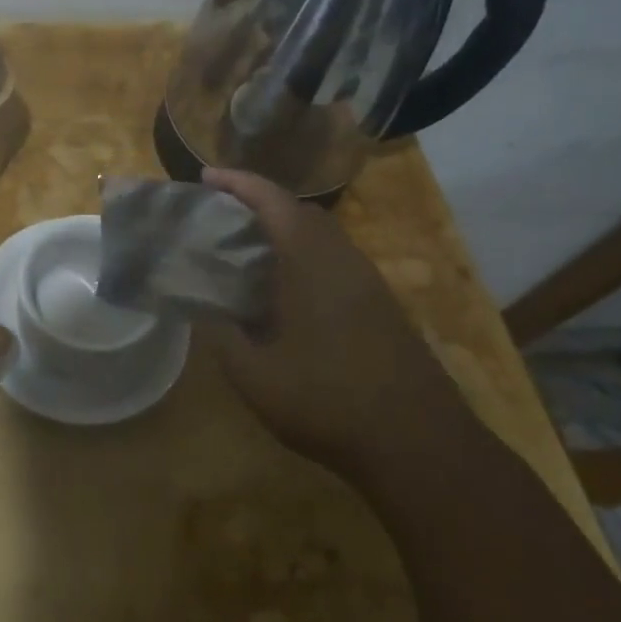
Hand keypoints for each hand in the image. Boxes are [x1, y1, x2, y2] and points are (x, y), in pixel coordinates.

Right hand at [200, 168, 461, 466]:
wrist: (419, 445)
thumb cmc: (328, 402)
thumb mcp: (255, 376)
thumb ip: (221, 337)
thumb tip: (201, 310)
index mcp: (311, 262)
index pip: (272, 201)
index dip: (238, 182)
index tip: (206, 176)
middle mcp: (343, 260)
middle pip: (300, 212)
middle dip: (260, 203)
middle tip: (222, 216)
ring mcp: (368, 283)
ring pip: (322, 237)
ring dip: (284, 230)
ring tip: (247, 251)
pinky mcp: (381, 307)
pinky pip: (335, 261)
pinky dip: (304, 256)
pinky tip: (284, 292)